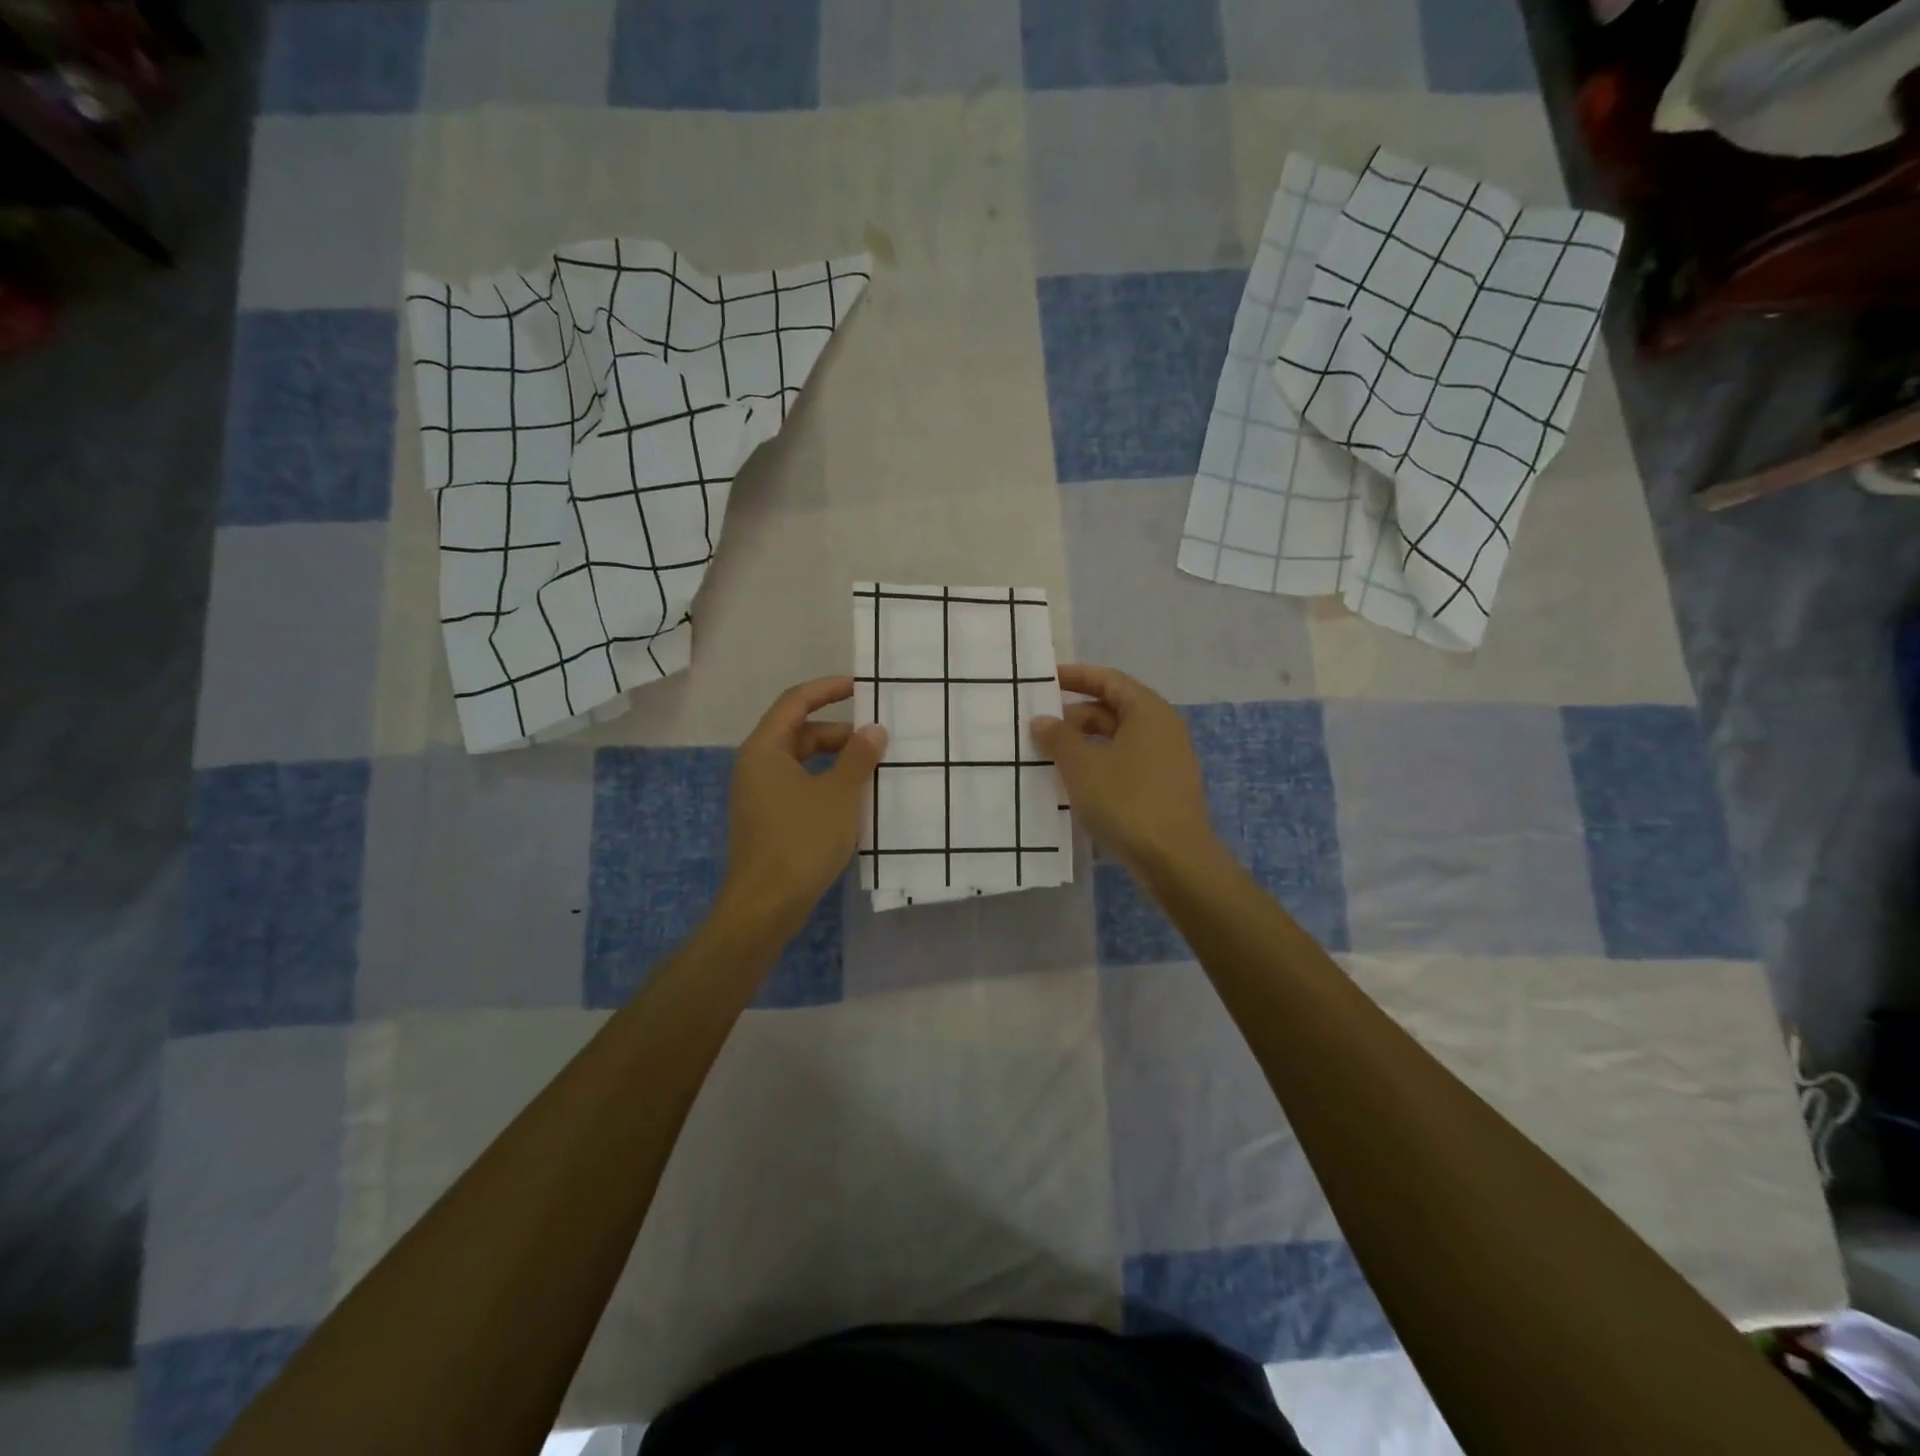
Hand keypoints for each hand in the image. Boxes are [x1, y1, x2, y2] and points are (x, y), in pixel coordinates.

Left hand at [720, 676, 886, 930]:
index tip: (861, 687)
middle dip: (839, 733)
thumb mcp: (839, 795)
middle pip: (800, 732)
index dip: (828, 689)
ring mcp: (760, 795)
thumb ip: (858, 757)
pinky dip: (827, 784)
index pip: (796, 701)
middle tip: (878, 740)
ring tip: (873, 769)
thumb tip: (874, 730)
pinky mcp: (769, 820)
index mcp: (765, 749)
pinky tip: (854, 800)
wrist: (765, 906)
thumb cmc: (801, 841)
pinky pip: (801, 787)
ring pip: (803, 763)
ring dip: (836, 761)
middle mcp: (757, 766)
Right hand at [1032, 664, 1217, 875]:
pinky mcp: (1164, 789)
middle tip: (1041, 727)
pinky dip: (1100, 765)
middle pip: (1115, 709)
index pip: (1109, 680)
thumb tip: (1043, 720)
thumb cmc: (1125, 800)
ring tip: (1051, 756)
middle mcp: (1163, 729)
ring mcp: (1167, 761)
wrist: (1174, 859)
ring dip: (1085, 743)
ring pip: (1120, 740)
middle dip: (1076, 715)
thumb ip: (1058, 737)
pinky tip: (1076, 783)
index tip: (1047, 680)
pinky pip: (1127, 764)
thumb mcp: (1081, 765)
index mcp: (1148, 711)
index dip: (1077, 676)